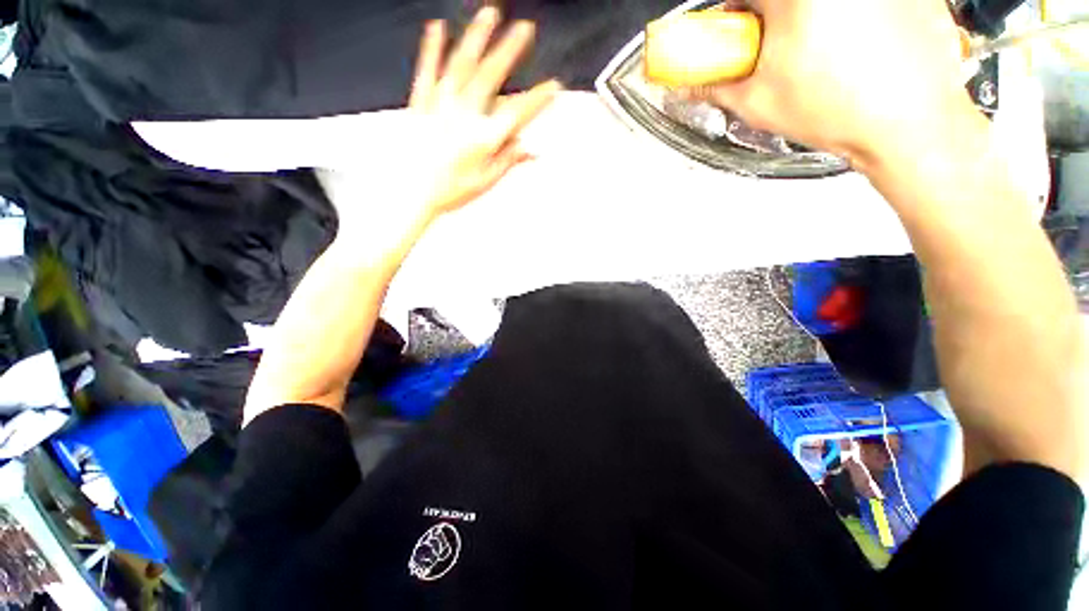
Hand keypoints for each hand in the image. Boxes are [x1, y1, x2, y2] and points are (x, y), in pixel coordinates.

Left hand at [407, 8, 559, 215]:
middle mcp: (464, 115)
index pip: (518, 113)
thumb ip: (508, 161)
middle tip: (525, 28)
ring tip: (490, 13)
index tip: (554, 86)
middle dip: (510, 50)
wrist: (412, 193)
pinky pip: (427, 70)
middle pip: (491, 76)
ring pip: (461, 64)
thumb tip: (530, 149)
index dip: (538, 99)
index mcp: (484, 138)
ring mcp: (440, 105)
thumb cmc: (450, 191)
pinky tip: (437, 26)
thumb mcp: (486, 182)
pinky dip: (432, 48)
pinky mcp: (420, 104)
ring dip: (477, 37)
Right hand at [695, 0, 978, 168]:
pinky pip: (863, 4)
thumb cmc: (838, 112)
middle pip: (784, 0)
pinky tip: (857, 48)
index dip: (737, 17)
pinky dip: (853, 18)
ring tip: (823, 56)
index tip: (738, 35)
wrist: (909, 126)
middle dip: (774, 20)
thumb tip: (690, 84)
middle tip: (780, 50)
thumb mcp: (758, 103)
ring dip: (813, 19)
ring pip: (824, 3)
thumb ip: (717, 87)